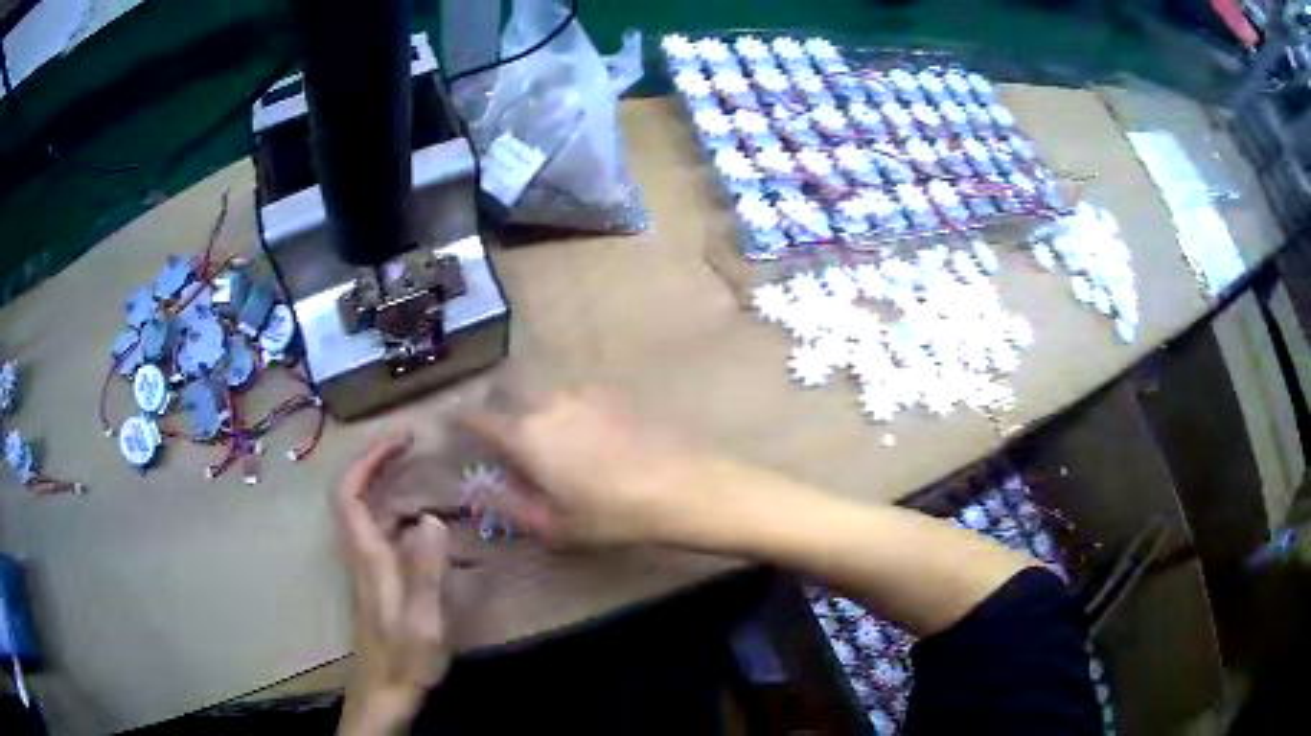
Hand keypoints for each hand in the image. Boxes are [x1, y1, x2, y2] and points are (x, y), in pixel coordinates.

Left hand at [336, 432, 452, 734]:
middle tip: (412, 444)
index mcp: (367, 557)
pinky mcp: (377, 580)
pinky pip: (382, 532)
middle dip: (378, 462)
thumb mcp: (422, 620)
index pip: (350, 494)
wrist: (384, 692)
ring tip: (424, 472)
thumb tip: (429, 517)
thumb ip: (425, 571)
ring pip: (368, 512)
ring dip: (388, 484)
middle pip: (355, 495)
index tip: (399, 439)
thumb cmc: (403, 658)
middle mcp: (361, 554)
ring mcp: (367, 567)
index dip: (368, 460)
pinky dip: (400, 513)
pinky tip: (429, 525)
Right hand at [460, 389, 725, 547]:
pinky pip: (577, 398)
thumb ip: (510, 506)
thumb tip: (480, 490)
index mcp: (525, 434)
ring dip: (540, 413)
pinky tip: (592, 438)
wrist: (680, 485)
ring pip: (546, 396)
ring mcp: (583, 393)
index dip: (462, 421)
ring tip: (558, 446)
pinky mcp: (613, 393)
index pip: (478, 418)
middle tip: (513, 444)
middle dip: (504, 413)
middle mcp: (547, 403)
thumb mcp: (554, 525)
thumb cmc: (610, 514)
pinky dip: (571, 412)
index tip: (455, 424)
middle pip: (511, 397)